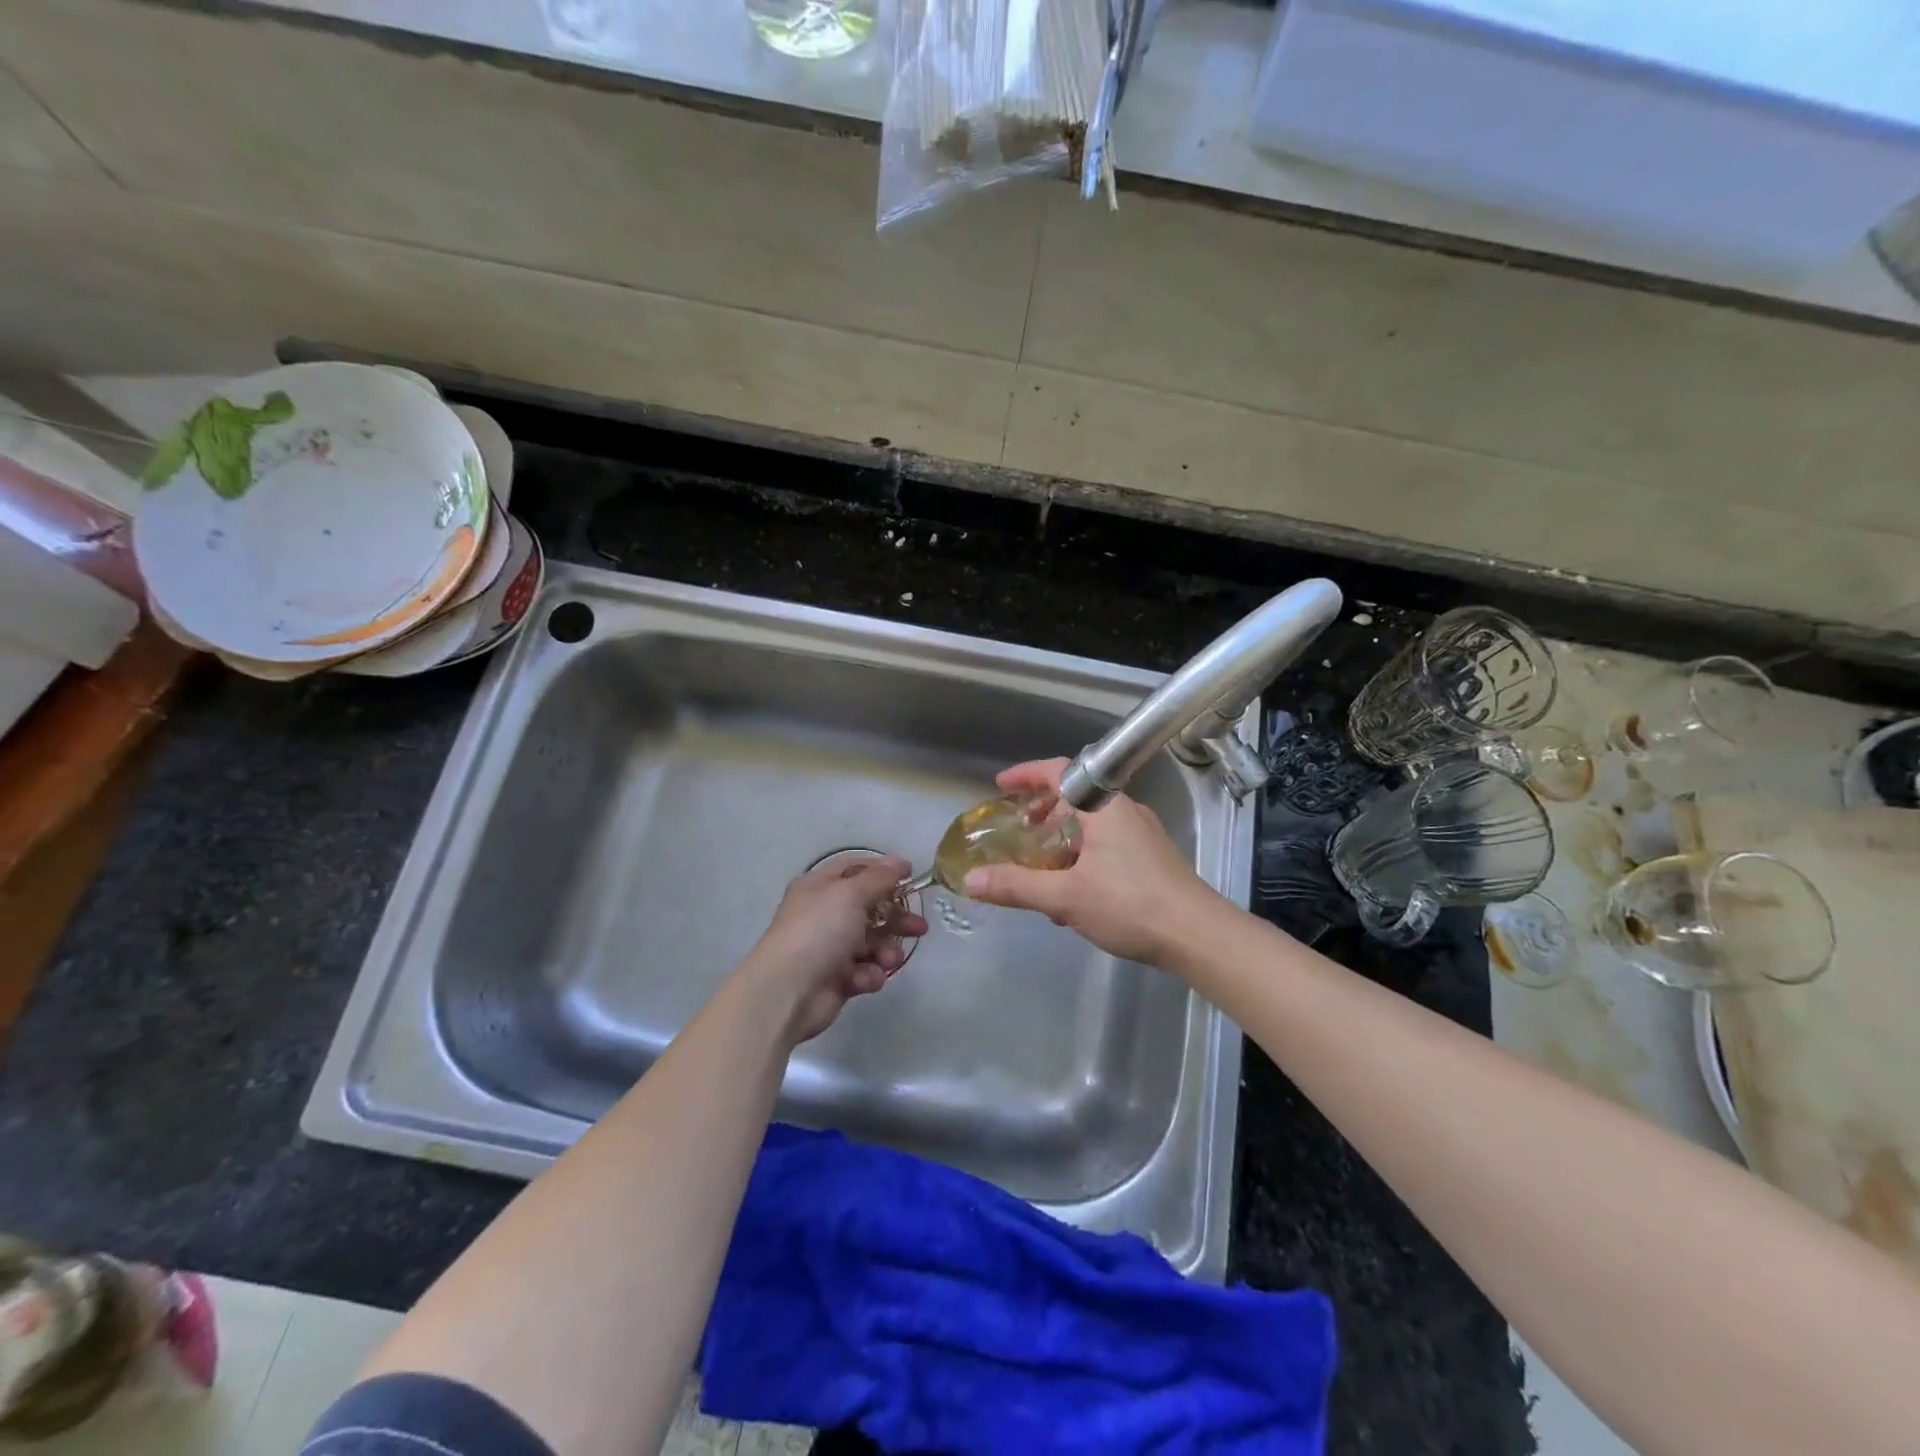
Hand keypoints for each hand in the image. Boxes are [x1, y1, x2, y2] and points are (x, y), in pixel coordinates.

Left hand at [734, 856, 928, 1045]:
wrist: (788, 991)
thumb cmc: (819, 931)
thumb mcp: (850, 894)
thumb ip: (879, 878)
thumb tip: (899, 862)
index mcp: (820, 888)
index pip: (855, 869)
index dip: (883, 870)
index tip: (911, 875)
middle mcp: (824, 914)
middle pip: (869, 909)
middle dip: (896, 918)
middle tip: (920, 927)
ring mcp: (829, 948)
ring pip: (871, 943)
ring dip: (886, 950)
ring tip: (889, 959)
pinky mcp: (836, 979)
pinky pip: (864, 971)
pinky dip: (869, 974)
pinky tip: (866, 979)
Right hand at [962, 758, 1225, 966]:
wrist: (1198, 936)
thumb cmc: (1130, 905)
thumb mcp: (1065, 897)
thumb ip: (1017, 885)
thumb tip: (971, 879)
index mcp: (1104, 807)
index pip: (1060, 772)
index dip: (1027, 775)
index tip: (1001, 785)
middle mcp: (1124, 812)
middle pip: (1074, 800)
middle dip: (1041, 815)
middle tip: (1017, 833)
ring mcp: (1141, 836)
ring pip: (1090, 827)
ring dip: (1061, 842)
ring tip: (1038, 871)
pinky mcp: (1151, 860)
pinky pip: (1105, 846)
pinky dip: (1080, 858)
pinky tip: (1071, 895)